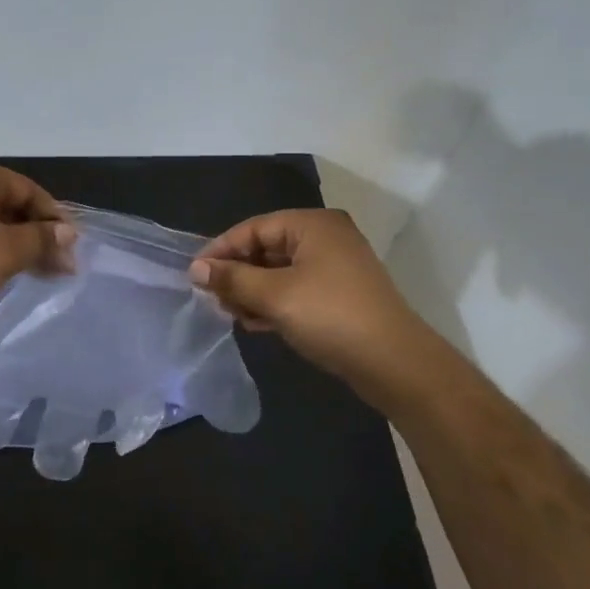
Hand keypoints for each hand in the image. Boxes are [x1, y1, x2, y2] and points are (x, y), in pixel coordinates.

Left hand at [0, 162, 75, 338]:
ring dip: (19, 249)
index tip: (73, 248)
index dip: (54, 218)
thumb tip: (69, 233)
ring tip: (43, 276)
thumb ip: (41, 239)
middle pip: (11, 208)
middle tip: (63, 268)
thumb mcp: (6, 250)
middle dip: (39, 236)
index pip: (28, 189)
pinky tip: (8, 277)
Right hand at [188, 209, 425, 387]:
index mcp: (312, 225)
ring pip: (278, 271)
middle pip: (265, 248)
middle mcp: (324, 237)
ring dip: (252, 291)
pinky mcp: (338, 294)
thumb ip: (232, 278)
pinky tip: (254, 323)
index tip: (194, 275)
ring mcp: (334, 267)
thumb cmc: (331, 317)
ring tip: (230, 314)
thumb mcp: (275, 295)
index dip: (221, 250)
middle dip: (237, 274)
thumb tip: (195, 269)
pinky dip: (273, 302)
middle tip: (212, 299)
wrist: (395, 364)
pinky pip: (295, 289)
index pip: (253, 228)